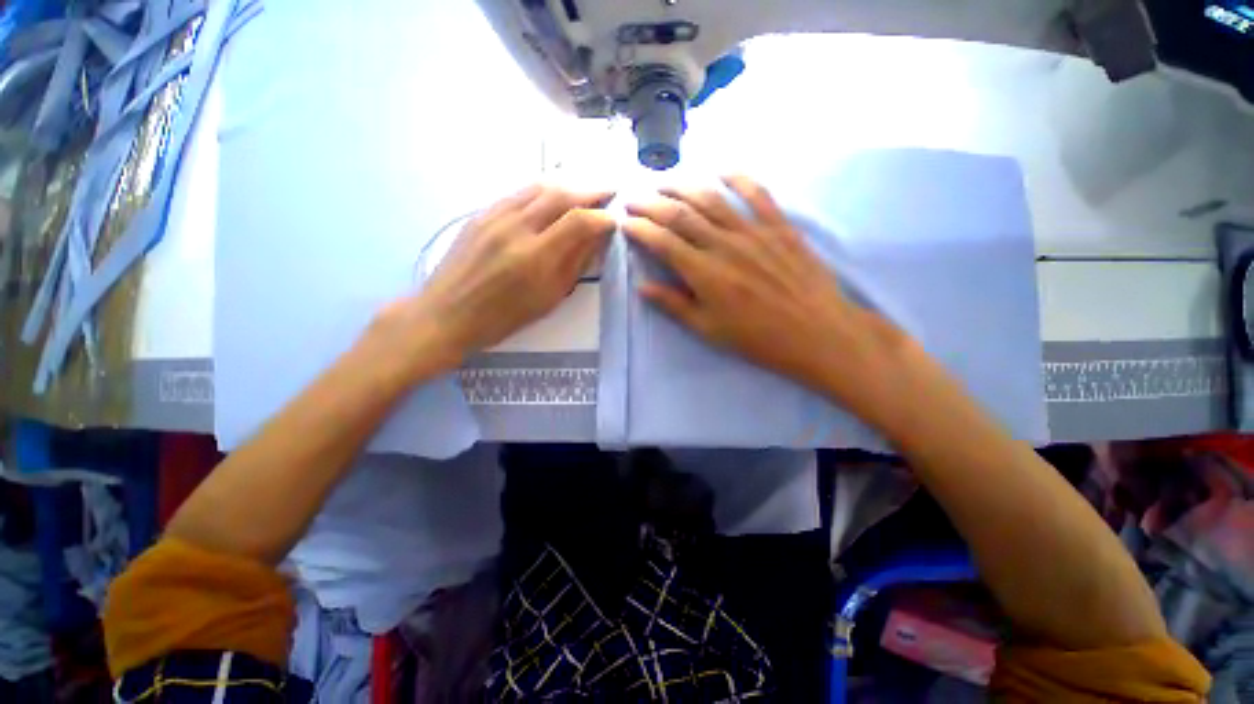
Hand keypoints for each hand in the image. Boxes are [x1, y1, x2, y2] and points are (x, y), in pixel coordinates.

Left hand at [375, 184, 615, 375]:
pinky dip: (542, 190)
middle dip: (590, 191)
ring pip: (538, 187)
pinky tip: (552, 197)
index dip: (602, 217)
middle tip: (609, 192)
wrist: (447, 313)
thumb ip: (574, 265)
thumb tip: (597, 239)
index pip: (579, 222)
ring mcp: (495, 216)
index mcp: (535, 257)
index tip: (614, 220)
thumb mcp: (548, 298)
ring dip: (567, 185)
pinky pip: (518, 193)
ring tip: (585, 191)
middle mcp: (516, 228)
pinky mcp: (481, 213)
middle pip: (560, 194)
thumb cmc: (503, 317)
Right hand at [624, 176, 906, 415]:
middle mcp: (725, 245)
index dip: (640, 229)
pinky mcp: (779, 226)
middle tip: (634, 197)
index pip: (663, 241)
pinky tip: (721, 170)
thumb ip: (674, 305)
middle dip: (651, 203)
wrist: (816, 332)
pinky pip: (757, 193)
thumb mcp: (709, 330)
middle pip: (681, 214)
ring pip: (711, 199)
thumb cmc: (758, 338)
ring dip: (683, 186)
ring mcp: (754, 231)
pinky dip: (738, 177)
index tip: (625, 222)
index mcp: (705, 273)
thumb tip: (643, 288)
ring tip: (664, 182)